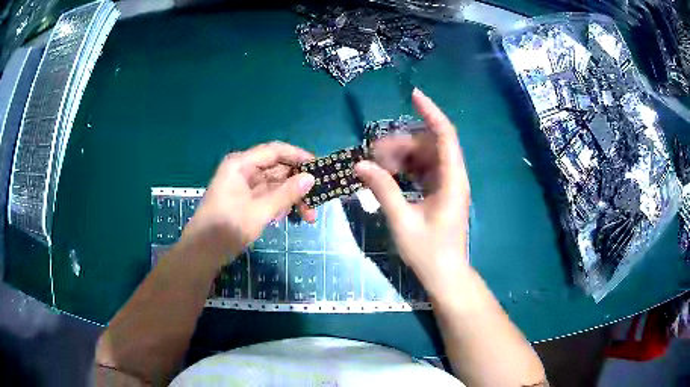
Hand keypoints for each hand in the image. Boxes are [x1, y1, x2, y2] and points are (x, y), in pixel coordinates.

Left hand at [181, 142, 315, 266]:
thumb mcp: (260, 211)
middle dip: (297, 184)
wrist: (202, 252)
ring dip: (290, 198)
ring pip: (274, 185)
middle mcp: (242, 170)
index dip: (298, 157)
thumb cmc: (227, 228)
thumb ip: (286, 193)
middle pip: (276, 169)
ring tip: (307, 216)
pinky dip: (278, 205)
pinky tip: (285, 218)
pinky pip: (266, 196)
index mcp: (241, 164)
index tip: (320, 168)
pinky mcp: (243, 200)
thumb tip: (310, 178)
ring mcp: (242, 186)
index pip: (275, 151)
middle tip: (317, 200)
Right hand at [355, 89, 470, 300]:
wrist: (445, 275)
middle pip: (429, 144)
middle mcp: (453, 177)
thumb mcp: (402, 221)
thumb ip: (383, 189)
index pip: (445, 135)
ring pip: (424, 156)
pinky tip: (387, 174)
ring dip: (400, 155)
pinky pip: (422, 169)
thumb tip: (360, 165)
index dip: (431, 112)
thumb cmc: (429, 252)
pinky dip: (404, 168)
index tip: (413, 96)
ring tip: (375, 165)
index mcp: (452, 180)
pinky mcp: (439, 192)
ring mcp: (447, 184)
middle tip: (373, 154)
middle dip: (401, 142)